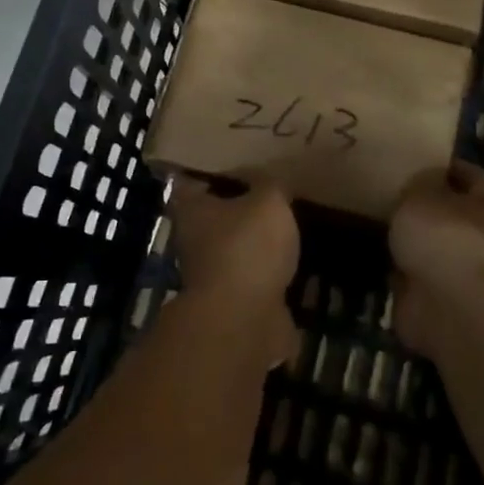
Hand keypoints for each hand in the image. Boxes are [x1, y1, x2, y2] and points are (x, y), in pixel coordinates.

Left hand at [168, 175, 299, 364]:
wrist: (243, 321)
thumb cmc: (246, 248)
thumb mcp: (268, 201)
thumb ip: (270, 185)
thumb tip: (269, 179)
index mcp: (192, 210)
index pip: (193, 181)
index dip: (212, 172)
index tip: (235, 163)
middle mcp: (193, 241)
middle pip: (213, 217)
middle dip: (237, 209)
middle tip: (267, 195)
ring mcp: (210, 275)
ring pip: (233, 250)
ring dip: (254, 244)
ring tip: (285, 229)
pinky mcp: (232, 304)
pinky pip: (252, 280)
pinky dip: (268, 274)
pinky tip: (291, 264)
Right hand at [388, 161, 483, 355]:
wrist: (449, 306)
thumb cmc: (442, 236)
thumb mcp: (422, 193)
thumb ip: (422, 184)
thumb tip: (426, 180)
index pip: (482, 182)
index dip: (462, 171)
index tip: (435, 163)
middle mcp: (483, 242)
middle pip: (461, 219)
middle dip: (435, 210)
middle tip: (401, 196)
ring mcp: (464, 276)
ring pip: (439, 251)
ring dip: (418, 244)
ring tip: (385, 227)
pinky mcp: (442, 303)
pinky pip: (420, 280)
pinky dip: (404, 273)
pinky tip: (381, 260)